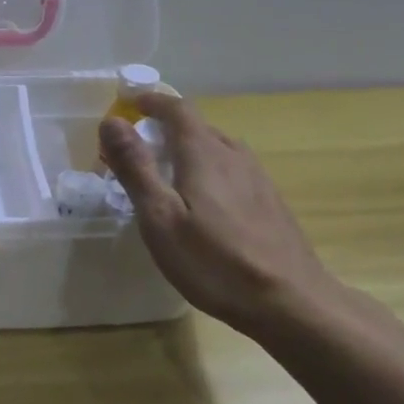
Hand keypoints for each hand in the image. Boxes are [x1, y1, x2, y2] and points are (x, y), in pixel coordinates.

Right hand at [99, 94, 341, 337]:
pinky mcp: (270, 202)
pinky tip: (204, 204)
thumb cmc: (215, 261)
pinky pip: (232, 171)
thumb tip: (111, 121)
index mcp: (204, 152)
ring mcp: (258, 178)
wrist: (292, 302)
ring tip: (167, 173)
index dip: (151, 101)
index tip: (128, 104)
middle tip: (138, 148)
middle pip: (197, 127)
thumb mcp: (160, 217)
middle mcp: (234, 155)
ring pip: (217, 149)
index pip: (177, 108)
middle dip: (165, 128)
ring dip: (188, 150)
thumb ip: (135, 167)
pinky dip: (208, 171)